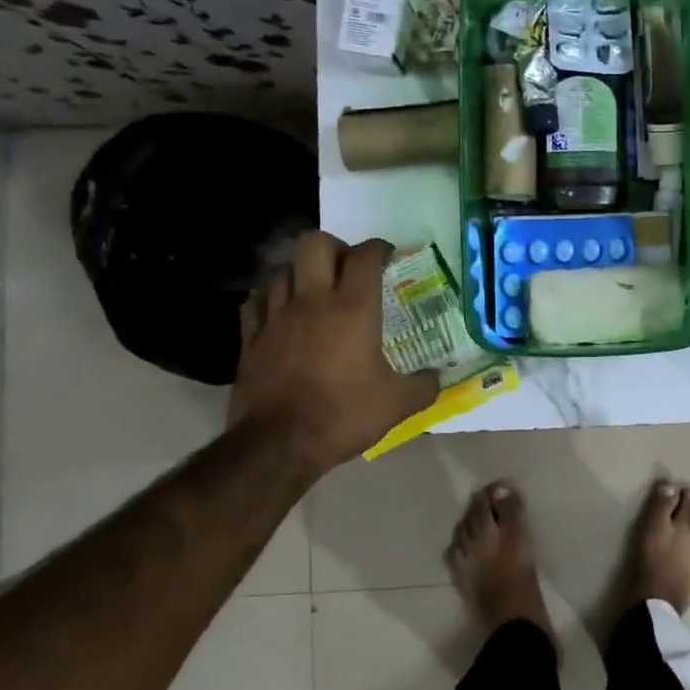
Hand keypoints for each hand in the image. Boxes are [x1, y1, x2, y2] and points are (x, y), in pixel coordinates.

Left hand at [228, 231, 438, 473]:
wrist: (279, 445)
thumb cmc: (344, 416)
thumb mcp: (397, 404)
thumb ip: (424, 385)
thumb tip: (438, 377)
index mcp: (354, 309)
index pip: (365, 256)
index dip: (379, 248)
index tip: (388, 256)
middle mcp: (313, 301)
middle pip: (315, 244)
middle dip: (335, 248)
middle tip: (348, 269)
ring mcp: (276, 316)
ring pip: (283, 269)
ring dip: (301, 272)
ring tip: (315, 289)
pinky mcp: (251, 337)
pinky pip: (257, 300)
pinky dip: (270, 297)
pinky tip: (280, 310)